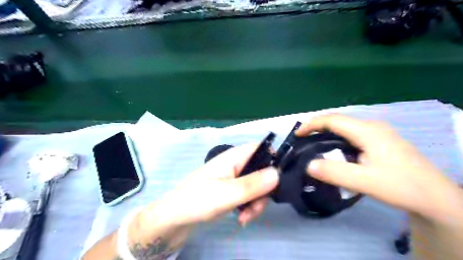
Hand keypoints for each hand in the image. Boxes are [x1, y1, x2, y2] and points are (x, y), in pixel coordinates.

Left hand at [153, 143, 279, 225]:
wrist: (174, 219)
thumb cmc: (197, 201)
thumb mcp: (226, 194)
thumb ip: (252, 184)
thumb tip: (278, 173)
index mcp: (233, 157)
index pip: (260, 148)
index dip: (273, 159)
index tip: (278, 180)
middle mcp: (236, 165)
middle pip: (262, 171)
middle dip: (264, 191)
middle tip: (256, 208)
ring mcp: (234, 179)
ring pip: (257, 186)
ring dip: (256, 203)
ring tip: (245, 218)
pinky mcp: (231, 191)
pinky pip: (249, 195)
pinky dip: (249, 207)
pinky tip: (242, 218)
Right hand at [297, 114, 462, 220]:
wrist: (435, 197)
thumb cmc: (401, 186)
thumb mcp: (365, 181)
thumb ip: (335, 173)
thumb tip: (308, 165)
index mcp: (367, 131)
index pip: (333, 120)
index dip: (312, 124)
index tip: (297, 135)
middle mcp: (372, 127)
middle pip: (338, 121)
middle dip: (318, 127)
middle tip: (303, 141)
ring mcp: (378, 133)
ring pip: (346, 128)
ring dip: (327, 133)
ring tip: (314, 145)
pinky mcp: (381, 142)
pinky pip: (352, 135)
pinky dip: (338, 139)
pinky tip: (336, 151)